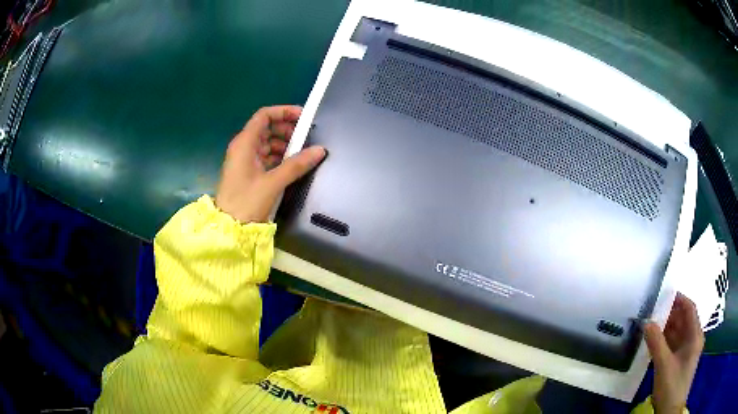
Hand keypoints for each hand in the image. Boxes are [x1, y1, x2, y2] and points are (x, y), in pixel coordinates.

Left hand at [215, 105, 325, 222]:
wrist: (228, 229)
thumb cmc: (246, 202)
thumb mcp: (273, 183)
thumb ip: (296, 165)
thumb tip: (320, 150)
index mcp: (245, 143)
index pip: (264, 115)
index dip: (284, 112)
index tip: (303, 117)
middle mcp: (243, 147)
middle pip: (266, 128)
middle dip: (287, 129)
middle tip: (306, 137)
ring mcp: (244, 160)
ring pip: (267, 143)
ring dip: (284, 144)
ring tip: (302, 153)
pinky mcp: (247, 172)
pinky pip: (265, 157)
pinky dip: (279, 157)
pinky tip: (291, 165)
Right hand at [644, 293, 703, 413]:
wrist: (670, 411)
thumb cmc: (672, 386)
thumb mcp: (663, 365)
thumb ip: (656, 343)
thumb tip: (646, 322)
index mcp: (695, 335)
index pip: (690, 309)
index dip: (679, 299)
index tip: (664, 294)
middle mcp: (693, 339)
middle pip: (683, 320)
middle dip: (669, 315)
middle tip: (652, 311)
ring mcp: (687, 351)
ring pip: (677, 333)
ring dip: (665, 329)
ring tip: (650, 325)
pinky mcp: (679, 362)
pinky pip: (673, 345)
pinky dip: (664, 342)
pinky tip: (653, 343)